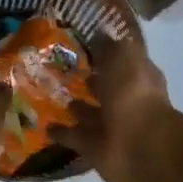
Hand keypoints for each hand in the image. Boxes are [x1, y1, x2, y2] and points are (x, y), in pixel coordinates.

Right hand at [58, 34, 177, 181]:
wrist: (138, 146)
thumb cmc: (133, 95)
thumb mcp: (123, 58)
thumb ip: (110, 47)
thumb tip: (99, 33)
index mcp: (138, 77)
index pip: (121, 61)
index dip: (105, 54)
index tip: (82, 46)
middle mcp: (126, 100)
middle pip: (105, 88)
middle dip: (89, 81)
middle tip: (61, 71)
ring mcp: (110, 126)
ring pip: (89, 113)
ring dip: (75, 107)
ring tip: (49, 96)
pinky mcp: (95, 148)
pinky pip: (75, 137)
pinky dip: (61, 132)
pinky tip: (44, 125)